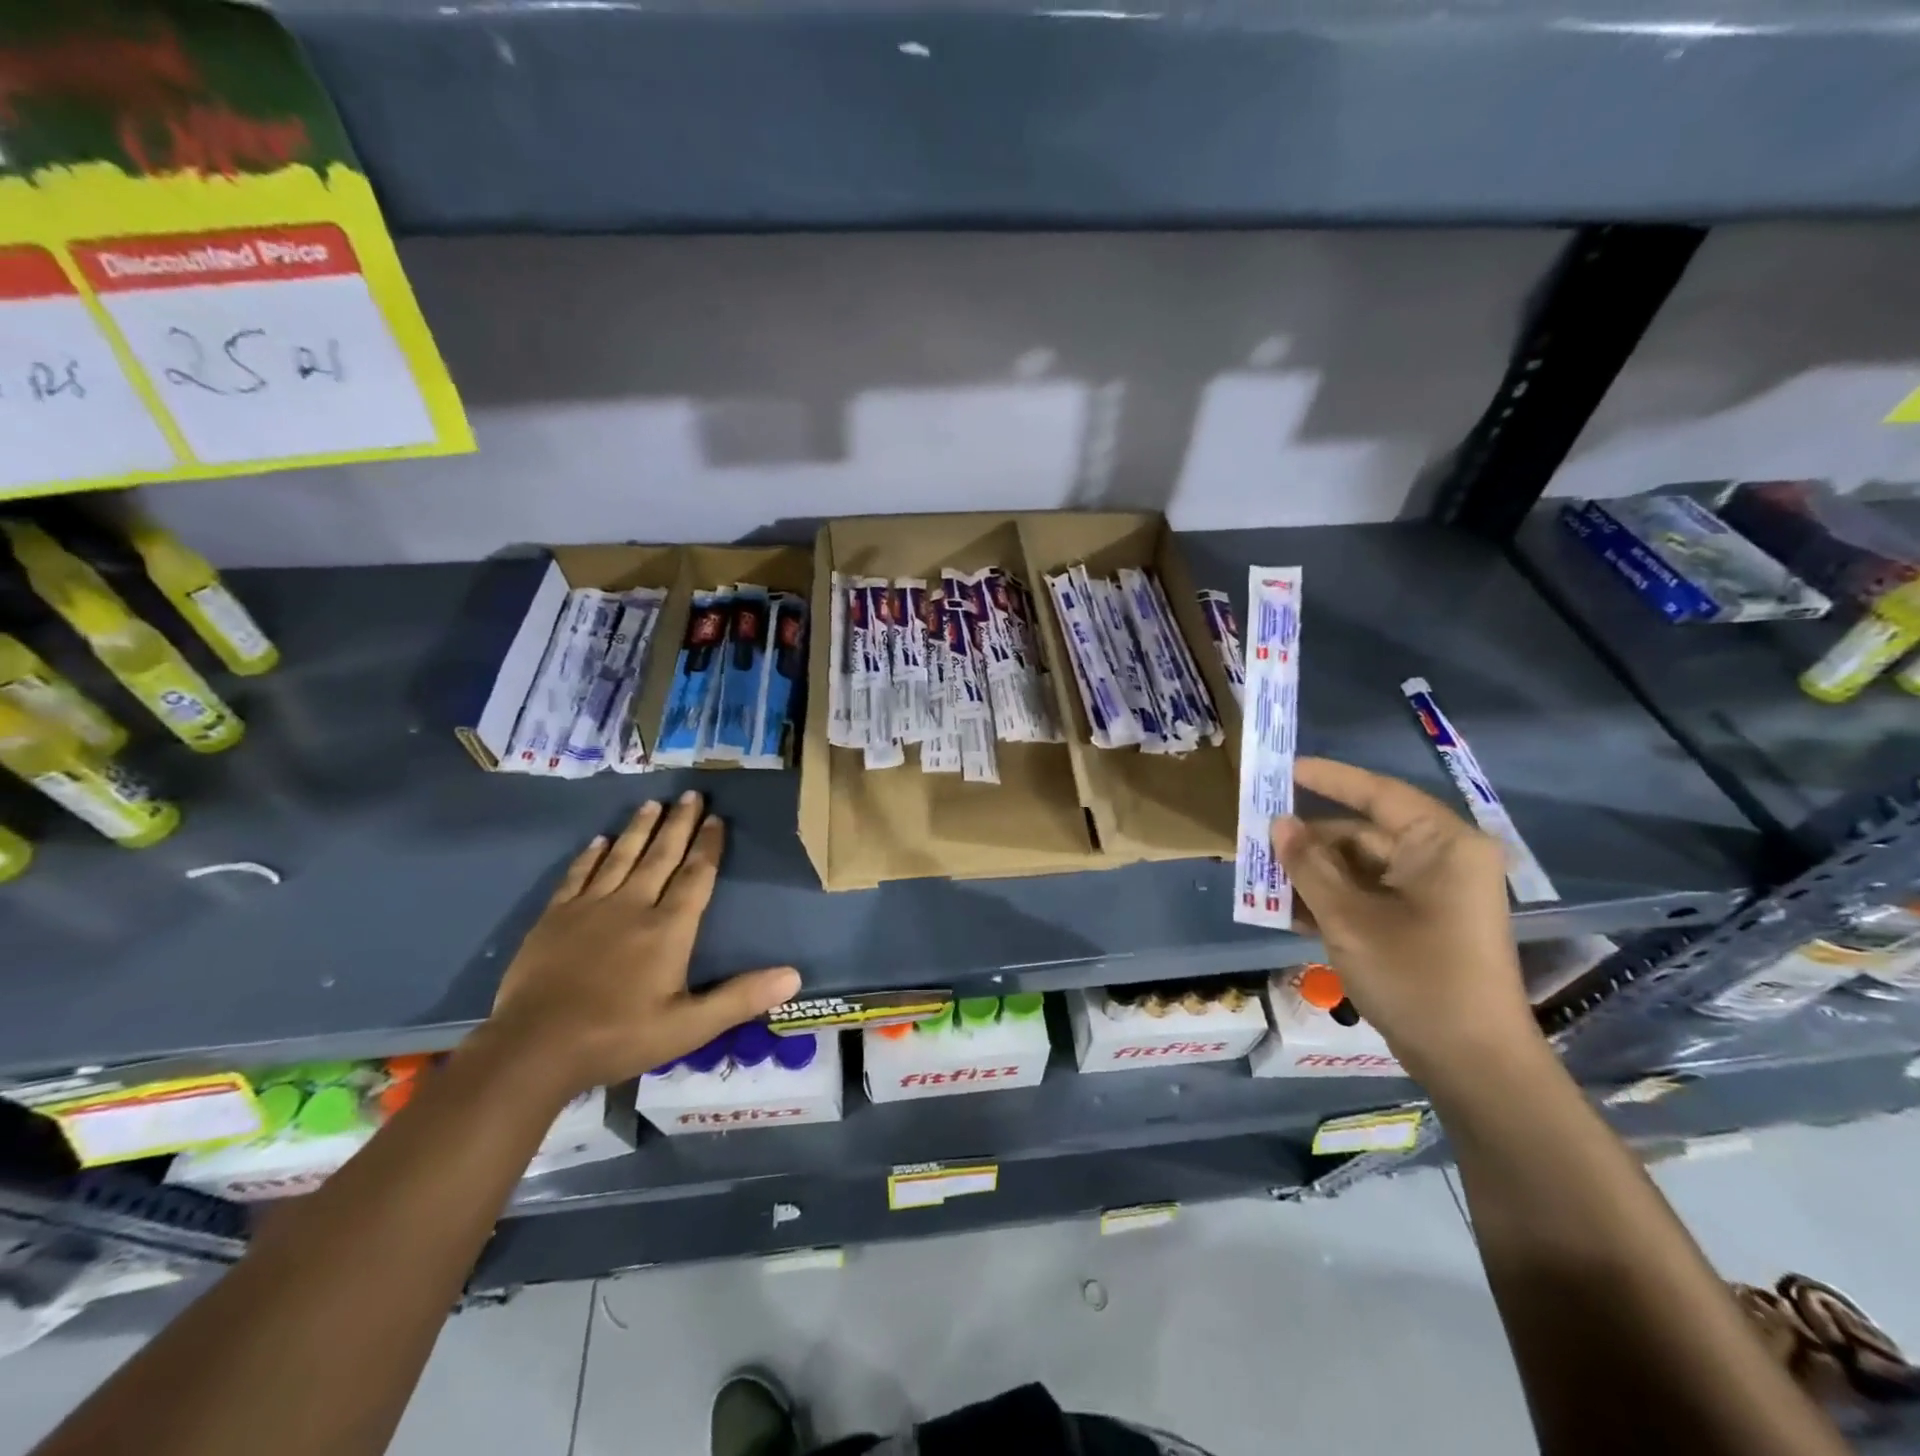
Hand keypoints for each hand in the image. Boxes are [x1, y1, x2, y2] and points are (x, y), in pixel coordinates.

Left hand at [487, 792, 800, 1093]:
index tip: (717, 818)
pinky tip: (599, 840)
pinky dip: (591, 855)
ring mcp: (589, 908)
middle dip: (679, 824)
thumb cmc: (618, 1037)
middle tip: (691, 794)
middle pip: (661, 856)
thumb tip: (794, 976)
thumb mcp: (689, 1028)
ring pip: (621, 857)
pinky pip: (578, 875)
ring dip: (639, 829)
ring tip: (652, 803)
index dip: (709, 846)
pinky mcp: (554, 918)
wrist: (533, 1049)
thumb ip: (740, 998)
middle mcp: (632, 906)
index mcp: (668, 929)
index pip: (696, 876)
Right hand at [1272, 757, 1539, 1085]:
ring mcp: (1436, 893)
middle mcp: (1443, 859)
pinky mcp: (1426, 922)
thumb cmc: (1414, 977)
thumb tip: (1278, 823)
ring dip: (1314, 875)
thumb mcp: (1348, 917)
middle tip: (1257, 844)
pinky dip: (1333, 899)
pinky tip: (1289, 912)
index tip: (1282, 770)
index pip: (1377, 793)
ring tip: (1263, 881)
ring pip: (1361, 868)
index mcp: (1441, 844)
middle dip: (1309, 843)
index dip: (1326, 778)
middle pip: (1364, 834)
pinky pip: (1371, 895)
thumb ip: (1308, 865)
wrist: (1472, 1064)